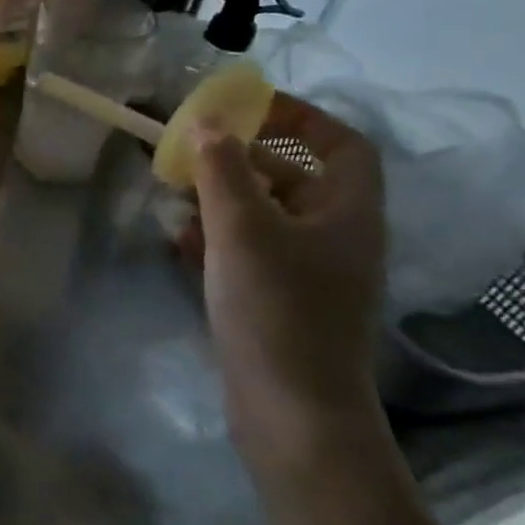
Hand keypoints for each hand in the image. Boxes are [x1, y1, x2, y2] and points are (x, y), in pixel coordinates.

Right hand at [178, 94, 387, 473]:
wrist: (293, 415)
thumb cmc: (277, 309)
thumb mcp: (242, 228)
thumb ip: (223, 168)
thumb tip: (209, 121)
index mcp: (348, 213)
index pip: (342, 144)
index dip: (300, 117)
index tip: (246, 109)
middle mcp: (337, 238)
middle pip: (295, 177)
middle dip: (241, 160)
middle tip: (193, 152)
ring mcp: (311, 273)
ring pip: (266, 215)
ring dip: (222, 199)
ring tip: (176, 197)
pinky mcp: (283, 302)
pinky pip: (251, 251)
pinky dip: (218, 238)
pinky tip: (181, 243)